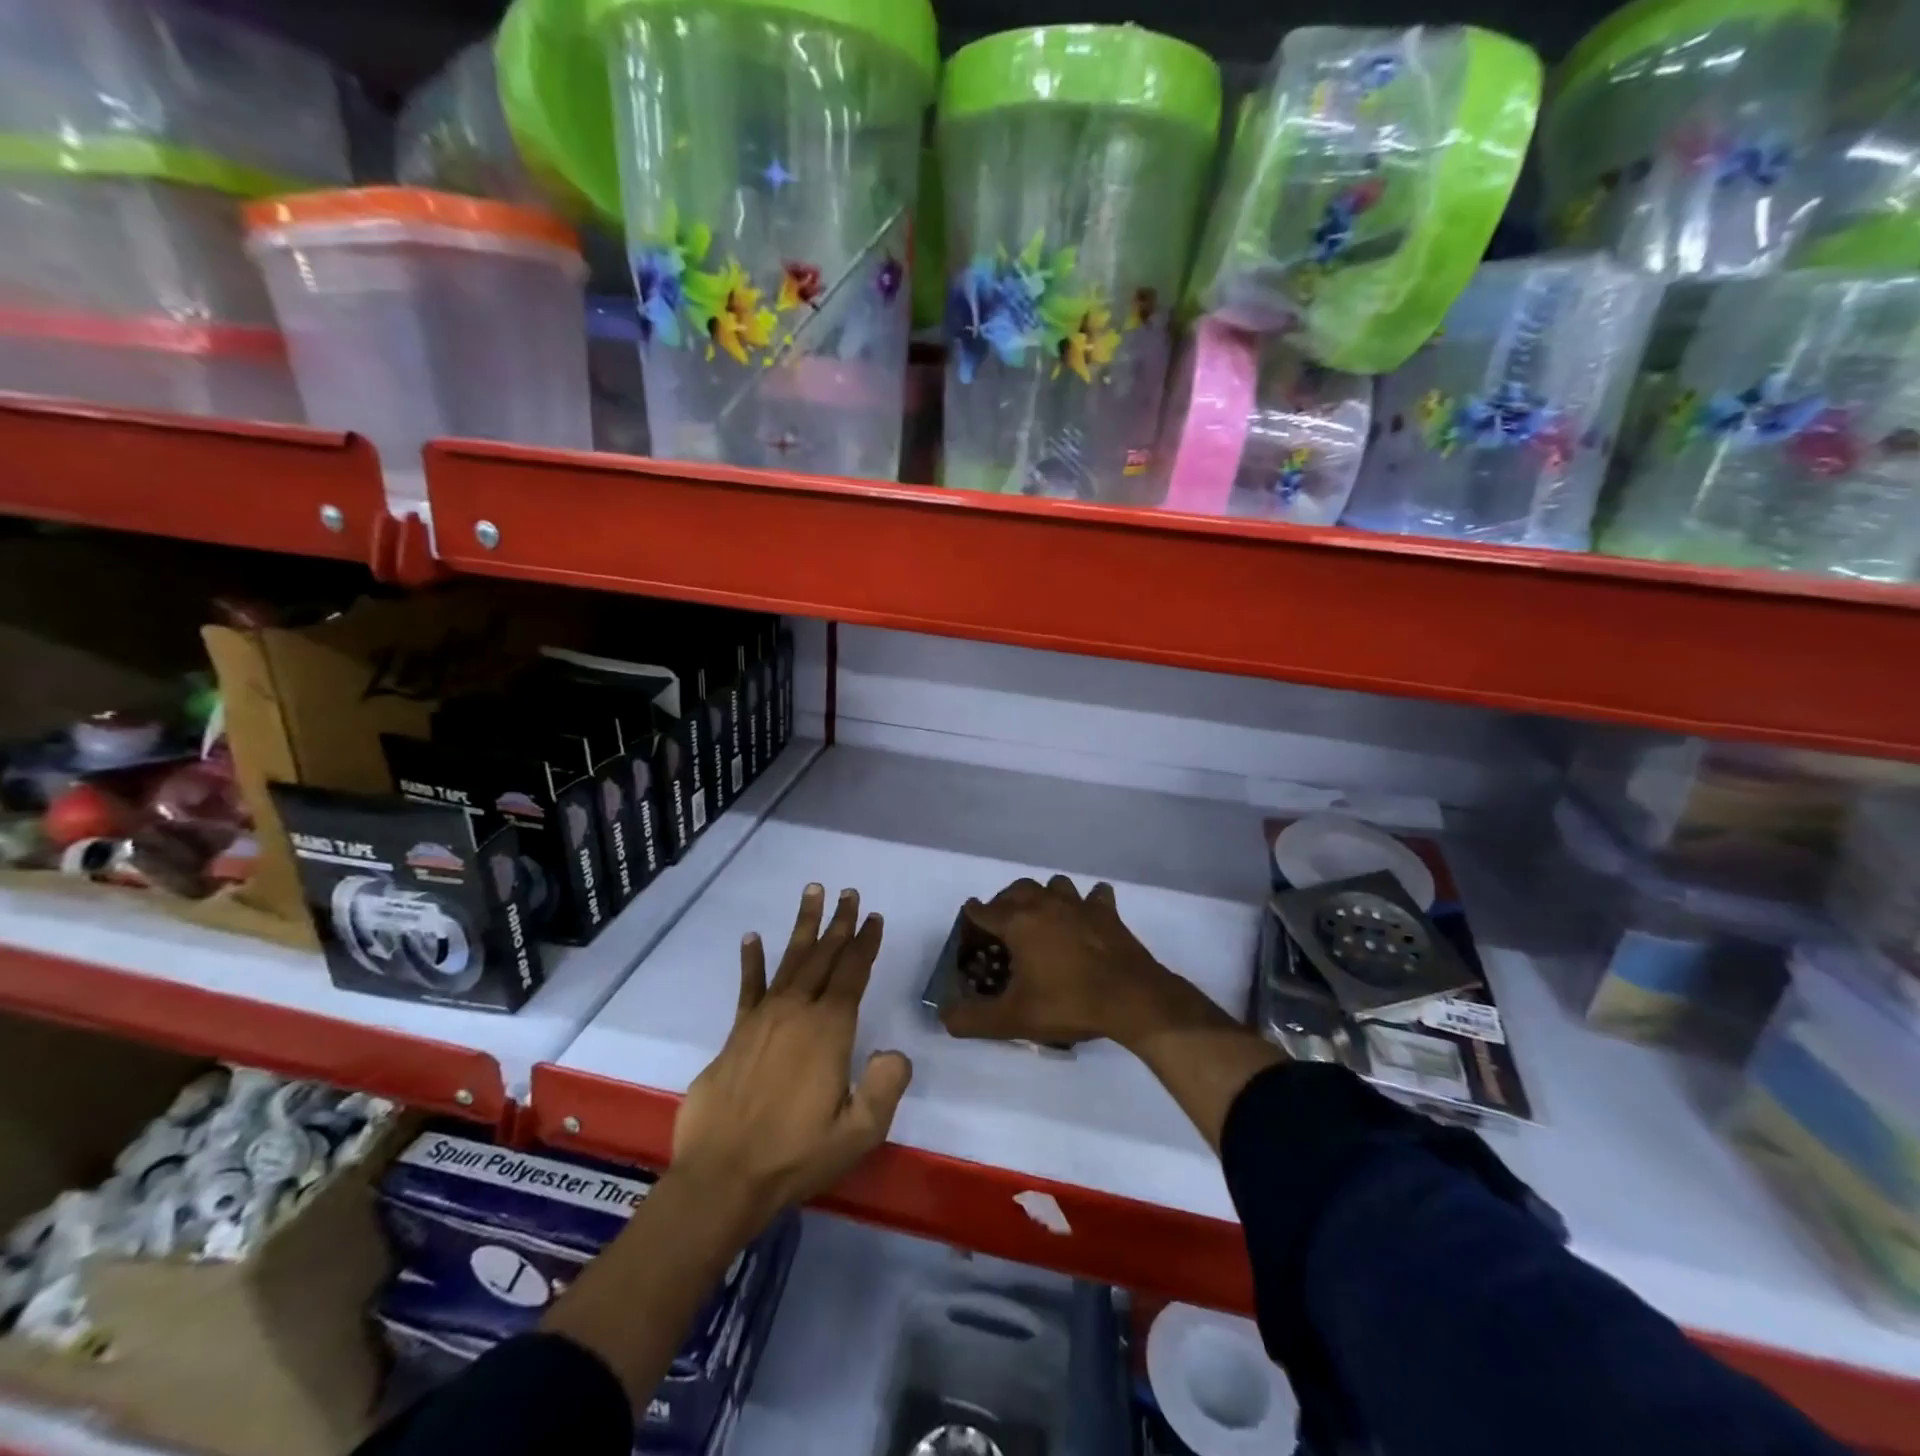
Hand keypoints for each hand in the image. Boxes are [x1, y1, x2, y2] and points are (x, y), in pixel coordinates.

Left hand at [671, 883, 911, 1233]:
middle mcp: (797, 1012)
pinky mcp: (736, 1033)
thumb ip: (885, 1088)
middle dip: (840, 923)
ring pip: (790, 960)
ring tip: (812, 892)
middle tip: (849, 893)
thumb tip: (895, 1052)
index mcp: (829, 1030)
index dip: (865, 944)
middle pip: (823, 956)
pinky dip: (752, 960)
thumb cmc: (795, 1156)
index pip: (852, 974)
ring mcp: (763, 1018)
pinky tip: (752, 937)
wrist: (722, 1178)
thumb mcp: (858, 1132)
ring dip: (803, 925)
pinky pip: (748, 987)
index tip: (875, 918)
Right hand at [942, 875, 1222, 1048]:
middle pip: (1016, 890)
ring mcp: (1078, 904)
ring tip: (1042, 919)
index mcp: (1017, 922)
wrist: (1131, 998)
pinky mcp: (1106, 912)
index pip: (983, 910)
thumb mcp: (1013, 1019)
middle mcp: (1044, 903)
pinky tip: (1087, 918)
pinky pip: (1094, 895)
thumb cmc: (1068, 1003)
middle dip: (1004, 903)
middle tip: (1003, 928)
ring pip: (1054, 885)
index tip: (970, 934)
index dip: (972, 920)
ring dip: (1044, 897)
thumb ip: (972, 1019)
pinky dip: (1088, 902)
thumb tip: (945, 1017)